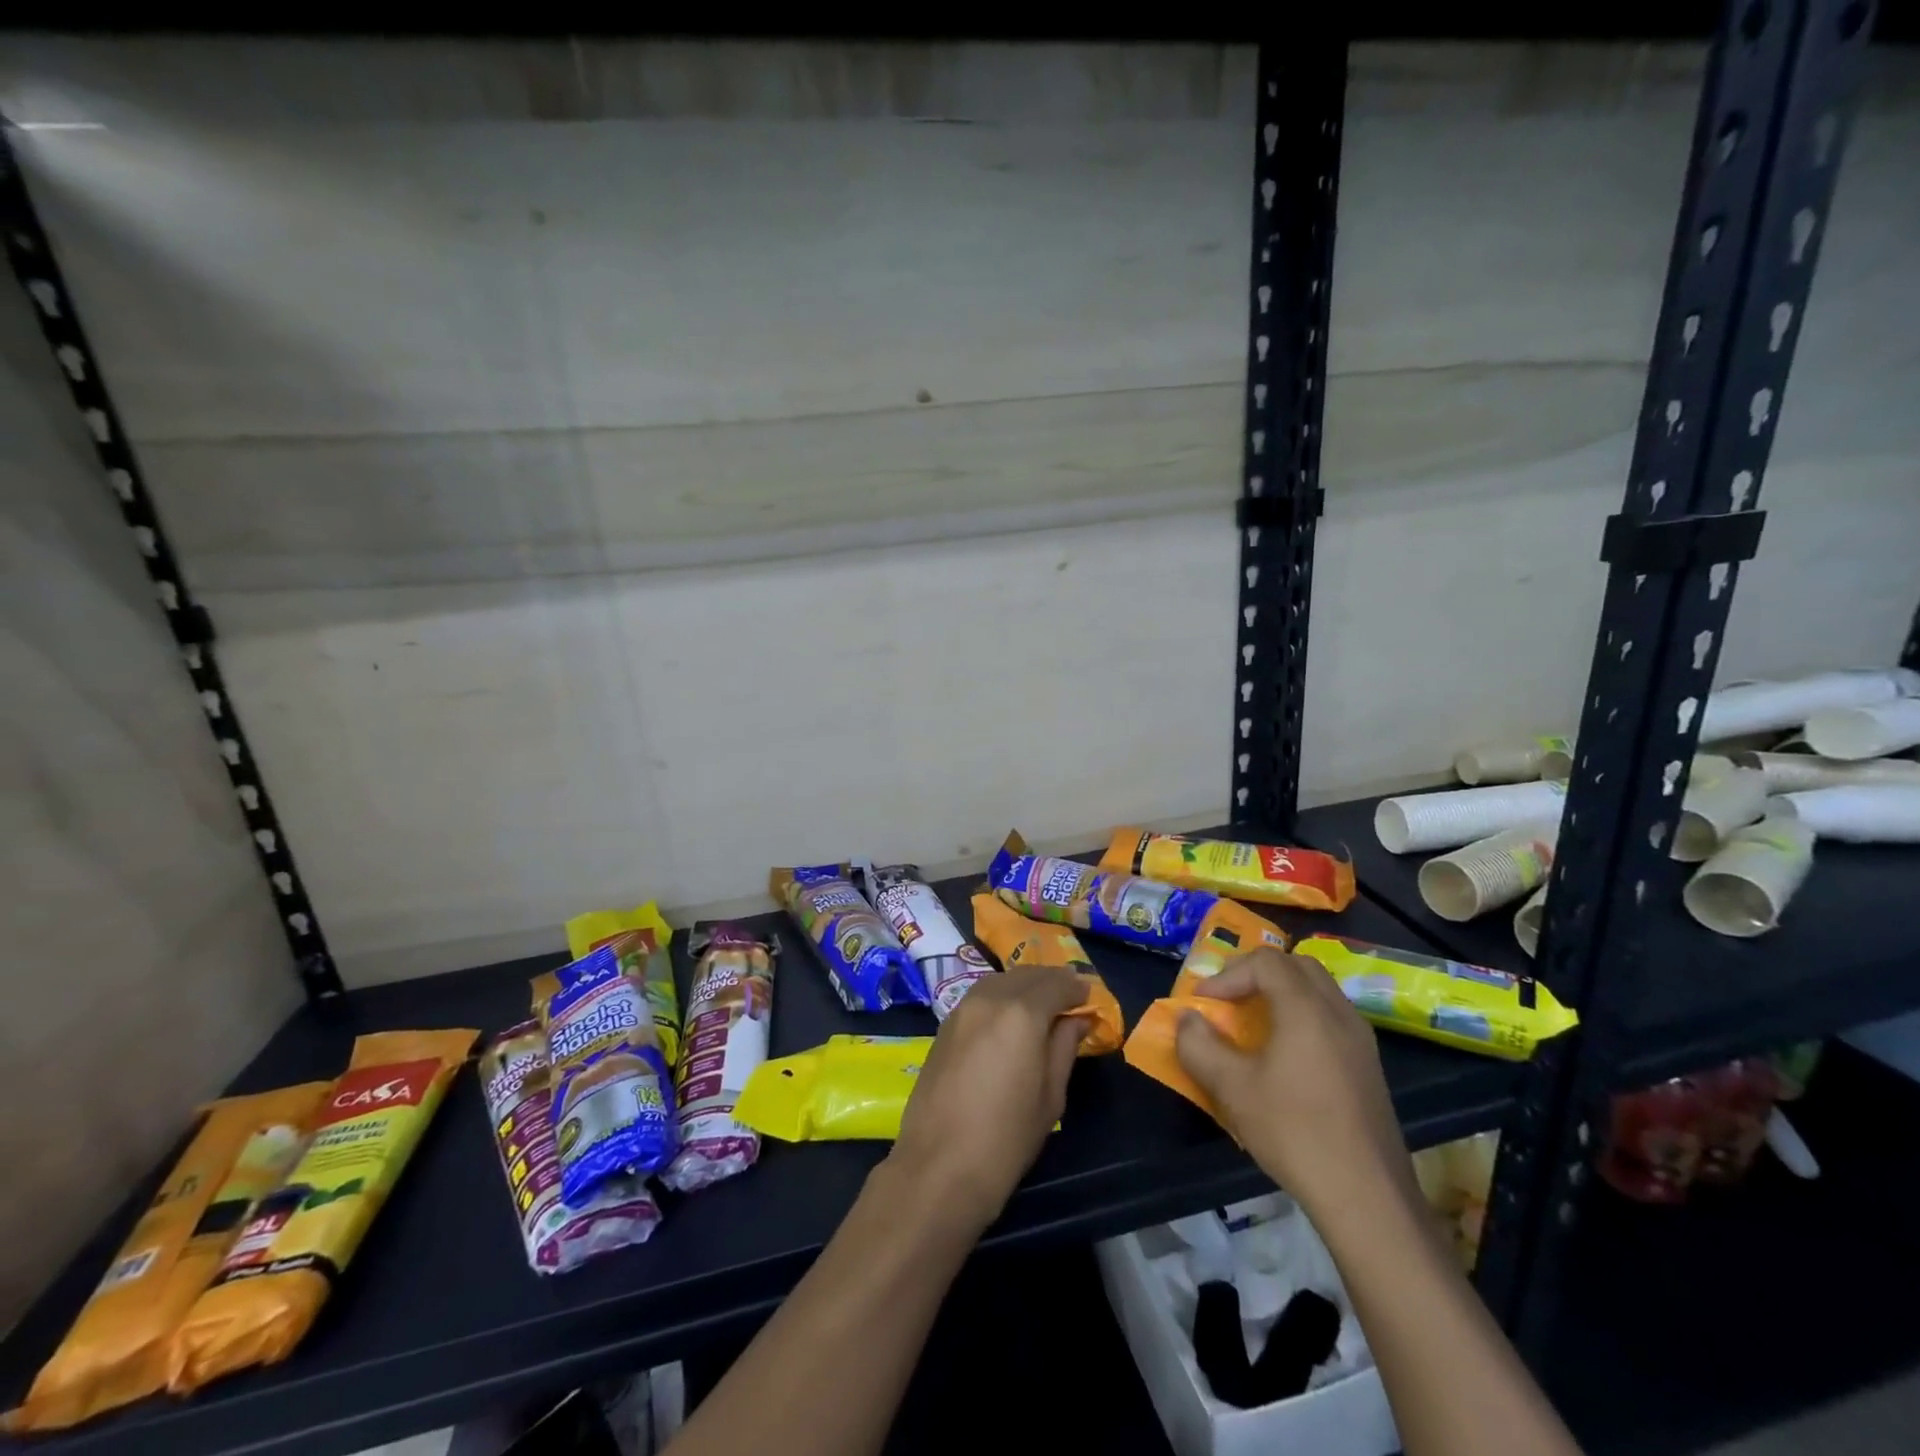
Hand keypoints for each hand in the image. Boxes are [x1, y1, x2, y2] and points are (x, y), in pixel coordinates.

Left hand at [890, 968, 1089, 1229]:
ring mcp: (962, 1009)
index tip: (1089, 996)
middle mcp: (990, 999)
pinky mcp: (944, 1025)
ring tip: (1042, 1003)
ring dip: (1024, 984)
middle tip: (1070, 995)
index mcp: (1022, 1013)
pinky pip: (980, 995)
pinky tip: (1010, 1014)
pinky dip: (1001, 995)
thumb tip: (1076, 1019)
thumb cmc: (1006, 1138)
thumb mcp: (1051, 1096)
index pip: (1056, 984)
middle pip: (1026, 976)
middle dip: (1051, 981)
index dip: (1076, 988)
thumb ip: (1064, 1047)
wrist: (939, 1166)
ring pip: (1000, 980)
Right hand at [1175, 949, 1414, 1216]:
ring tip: (1252, 1024)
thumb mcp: (1231, 1088)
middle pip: (1296, 965)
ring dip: (1281, 994)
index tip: (1205, 1002)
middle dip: (1257, 973)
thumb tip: (1188, 1019)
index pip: (1266, 962)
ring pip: (1318, 990)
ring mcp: (1360, 1040)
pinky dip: (1302, 1016)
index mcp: (1306, 1009)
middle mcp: (1338, 1013)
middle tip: (1229, 999)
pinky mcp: (1368, 1067)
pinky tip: (1284, 1056)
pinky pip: (1331, 1018)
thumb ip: (1199, 1045)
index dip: (1228, 974)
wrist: (1367, 1197)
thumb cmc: (1294, 1132)